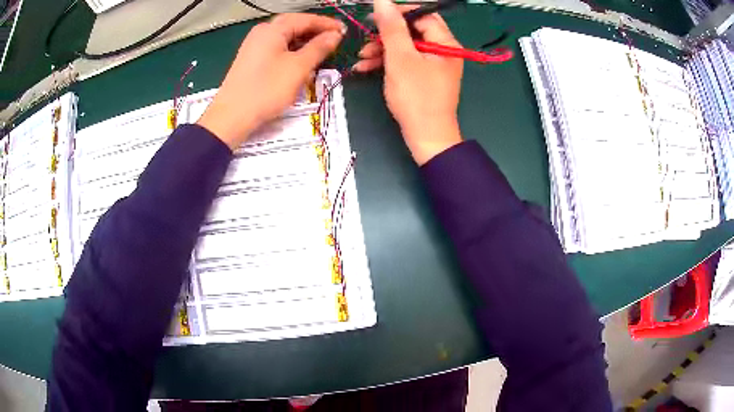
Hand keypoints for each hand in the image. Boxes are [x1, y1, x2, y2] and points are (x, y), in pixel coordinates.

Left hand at [198, 14, 345, 149]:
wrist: (232, 117)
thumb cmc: (266, 89)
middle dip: (315, 31)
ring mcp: (254, 46)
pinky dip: (292, 51)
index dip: (326, 24)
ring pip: (285, 38)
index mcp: (272, 29)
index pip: (305, 19)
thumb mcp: (298, 67)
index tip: (344, 31)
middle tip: (334, 39)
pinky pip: (276, 49)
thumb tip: (335, 35)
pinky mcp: (251, 60)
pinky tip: (301, 61)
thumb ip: (319, 48)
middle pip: (293, 25)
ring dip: (304, 42)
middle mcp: (261, 33)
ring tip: (321, 51)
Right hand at [354, 0, 462, 164]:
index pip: (424, 16)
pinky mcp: (425, 77)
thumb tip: (383, 1)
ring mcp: (435, 65)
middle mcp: (444, 51)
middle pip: (413, 31)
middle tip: (367, 38)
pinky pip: (406, 62)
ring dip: (383, 49)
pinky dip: (388, 62)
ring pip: (406, 47)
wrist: (426, 137)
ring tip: (362, 57)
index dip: (399, 13)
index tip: (376, 17)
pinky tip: (366, 67)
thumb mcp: (400, 58)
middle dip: (387, 34)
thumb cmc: (416, 97)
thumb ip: (391, 28)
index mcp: (446, 44)